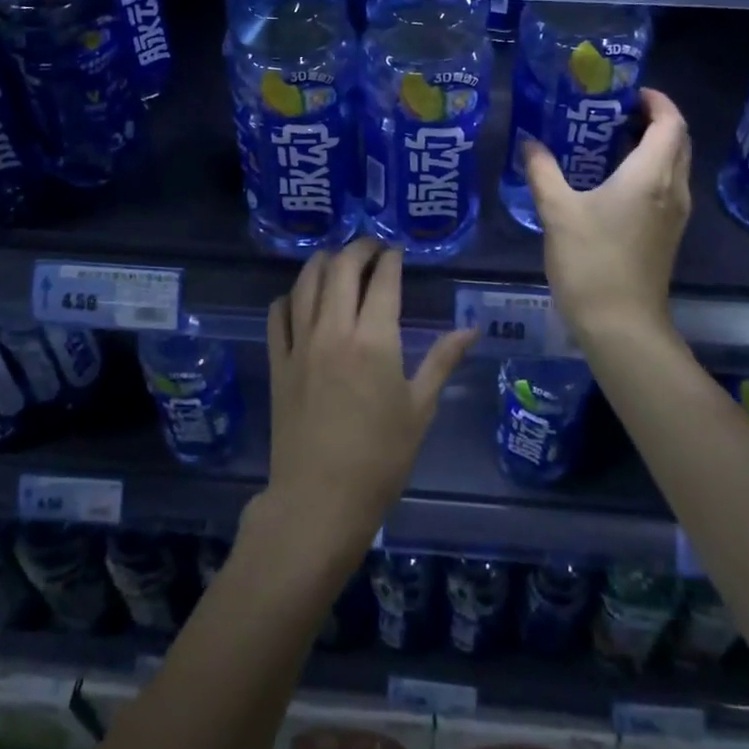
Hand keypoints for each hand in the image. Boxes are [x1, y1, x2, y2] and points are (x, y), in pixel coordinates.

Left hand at [263, 238, 474, 564]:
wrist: (319, 500)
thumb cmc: (380, 458)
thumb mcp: (419, 408)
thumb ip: (442, 360)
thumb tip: (471, 329)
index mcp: (374, 339)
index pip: (382, 279)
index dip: (391, 258)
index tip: (397, 251)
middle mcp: (333, 330)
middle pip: (340, 268)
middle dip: (358, 249)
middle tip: (372, 248)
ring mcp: (300, 344)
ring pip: (305, 283)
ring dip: (322, 262)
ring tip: (336, 260)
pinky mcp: (277, 363)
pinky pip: (277, 315)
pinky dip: (289, 297)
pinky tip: (299, 298)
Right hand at [523, 87, 691, 343]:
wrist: (621, 325)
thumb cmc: (591, 262)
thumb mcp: (557, 211)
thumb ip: (542, 170)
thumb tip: (529, 142)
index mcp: (652, 175)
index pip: (671, 122)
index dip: (656, 100)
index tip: (627, 91)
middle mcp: (673, 189)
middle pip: (678, 140)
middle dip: (653, 119)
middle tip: (614, 110)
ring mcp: (675, 214)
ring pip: (674, 164)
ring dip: (651, 145)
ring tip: (608, 138)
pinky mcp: (667, 233)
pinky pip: (666, 186)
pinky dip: (648, 170)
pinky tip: (611, 179)